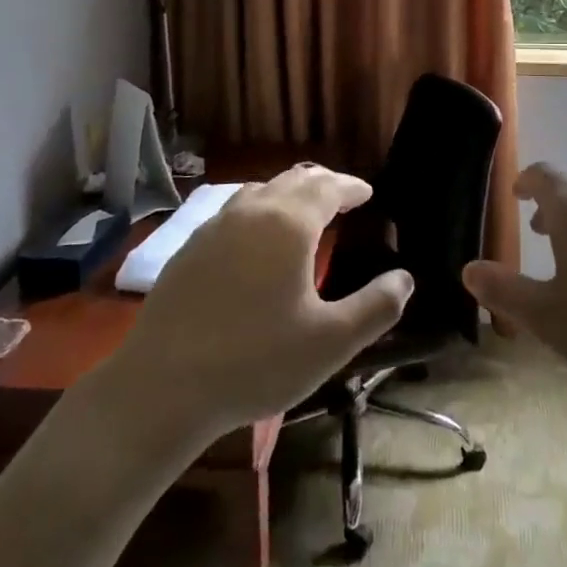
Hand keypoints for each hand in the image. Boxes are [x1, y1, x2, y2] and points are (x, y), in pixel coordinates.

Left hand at [110, 165, 412, 433]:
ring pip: (259, 191)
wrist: (161, 387)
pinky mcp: (189, 248)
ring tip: (303, 214)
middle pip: (293, 180)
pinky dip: (258, 212)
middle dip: (323, 184)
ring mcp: (214, 227)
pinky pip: (233, 212)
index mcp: (289, 224)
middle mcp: (251, 212)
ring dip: (288, 194)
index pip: (329, 186)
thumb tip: (405, 278)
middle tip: (343, 199)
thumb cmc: (256, 361)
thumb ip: (376, 307)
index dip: (352, 186)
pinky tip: (255, 242)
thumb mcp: (331, 342)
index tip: (368, 192)